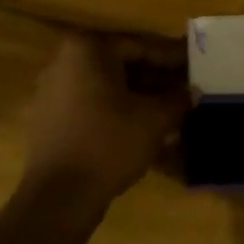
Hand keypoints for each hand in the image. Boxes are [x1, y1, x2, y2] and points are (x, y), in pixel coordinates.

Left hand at [23, 31, 188, 199]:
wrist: (58, 197)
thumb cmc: (109, 144)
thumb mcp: (155, 119)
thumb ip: (178, 99)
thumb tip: (192, 92)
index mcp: (88, 49)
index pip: (141, 46)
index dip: (173, 59)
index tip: (196, 66)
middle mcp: (64, 61)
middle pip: (121, 64)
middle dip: (155, 78)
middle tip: (184, 90)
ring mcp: (51, 90)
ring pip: (106, 85)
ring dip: (138, 95)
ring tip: (168, 110)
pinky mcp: (47, 118)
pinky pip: (90, 104)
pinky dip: (116, 110)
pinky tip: (140, 127)